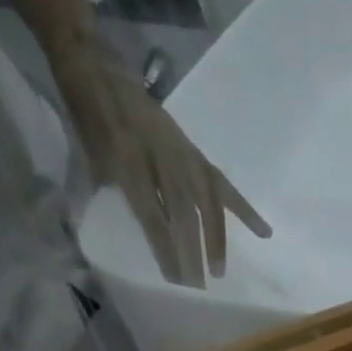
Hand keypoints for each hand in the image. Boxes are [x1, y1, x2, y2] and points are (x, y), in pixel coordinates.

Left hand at [48, 40, 269, 287]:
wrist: (96, 64)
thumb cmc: (86, 114)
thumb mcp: (87, 152)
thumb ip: (111, 190)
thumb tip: (132, 230)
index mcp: (128, 158)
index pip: (151, 213)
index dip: (164, 247)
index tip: (174, 280)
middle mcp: (161, 156)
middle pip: (183, 213)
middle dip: (192, 252)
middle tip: (198, 286)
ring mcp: (182, 153)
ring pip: (207, 203)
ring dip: (215, 239)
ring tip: (219, 270)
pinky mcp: (195, 153)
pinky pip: (222, 186)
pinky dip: (244, 210)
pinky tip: (265, 233)